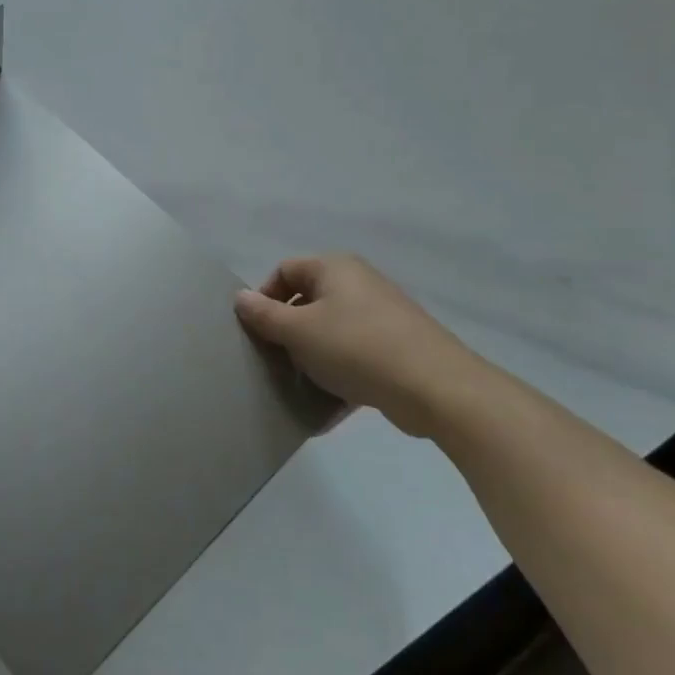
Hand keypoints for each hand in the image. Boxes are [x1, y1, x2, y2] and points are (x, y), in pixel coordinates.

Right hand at [233, 254, 497, 436]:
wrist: (435, 387)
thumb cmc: (356, 348)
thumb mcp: (299, 331)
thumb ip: (264, 315)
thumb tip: (240, 297)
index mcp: (334, 268)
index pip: (284, 271)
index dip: (264, 298)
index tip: (257, 333)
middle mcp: (358, 283)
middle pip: (308, 302)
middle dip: (288, 333)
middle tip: (275, 362)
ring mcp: (381, 315)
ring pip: (330, 332)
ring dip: (311, 359)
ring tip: (300, 388)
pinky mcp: (396, 347)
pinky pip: (354, 356)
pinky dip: (339, 376)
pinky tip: (327, 407)